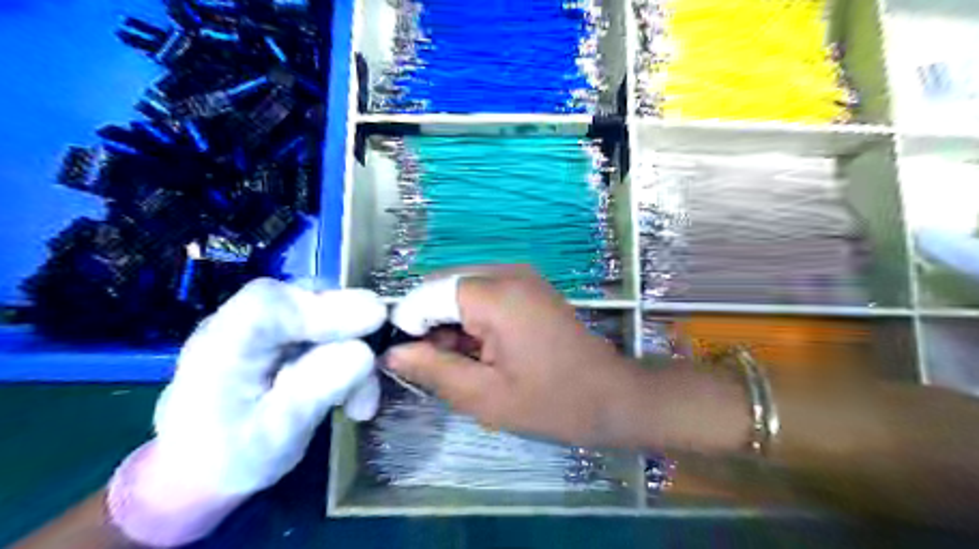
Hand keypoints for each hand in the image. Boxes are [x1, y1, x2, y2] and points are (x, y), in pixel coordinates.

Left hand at [107, 281, 382, 546]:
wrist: (203, 470)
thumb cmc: (232, 459)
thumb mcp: (279, 436)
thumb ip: (318, 389)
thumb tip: (364, 351)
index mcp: (221, 346)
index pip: (272, 304)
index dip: (328, 307)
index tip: (377, 319)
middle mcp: (240, 322)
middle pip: (306, 297)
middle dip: (350, 330)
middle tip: (376, 366)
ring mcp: (264, 322)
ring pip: (324, 308)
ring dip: (354, 347)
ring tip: (361, 400)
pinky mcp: (283, 330)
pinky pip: (326, 324)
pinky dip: (348, 352)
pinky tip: (352, 391)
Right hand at [386, 268, 647, 447]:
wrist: (612, 397)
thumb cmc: (551, 402)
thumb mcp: (484, 396)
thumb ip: (432, 369)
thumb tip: (391, 353)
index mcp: (496, 294)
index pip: (427, 293)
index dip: (411, 326)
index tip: (412, 363)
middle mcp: (507, 272)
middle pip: (443, 287)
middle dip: (432, 325)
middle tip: (441, 368)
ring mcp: (521, 276)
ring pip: (461, 291)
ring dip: (452, 324)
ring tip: (467, 364)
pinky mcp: (529, 286)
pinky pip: (483, 293)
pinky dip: (472, 320)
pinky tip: (485, 352)